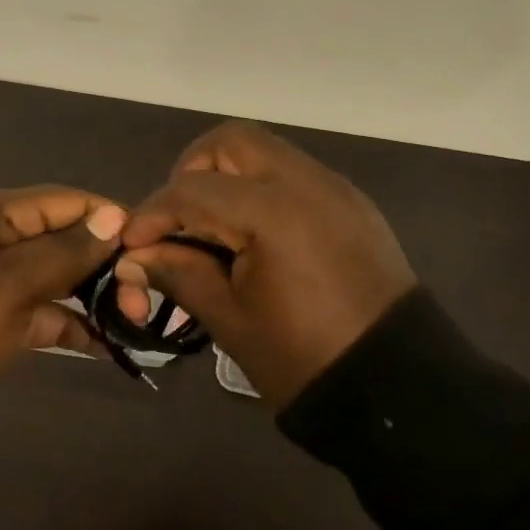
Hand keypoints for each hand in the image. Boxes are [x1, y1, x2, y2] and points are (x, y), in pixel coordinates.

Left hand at [0, 186, 127, 388]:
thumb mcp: (13, 280)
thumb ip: (68, 249)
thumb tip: (116, 215)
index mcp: (3, 213)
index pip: (72, 202)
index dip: (113, 220)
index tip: (151, 250)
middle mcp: (6, 237)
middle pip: (73, 239)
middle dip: (111, 265)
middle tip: (140, 302)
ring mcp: (6, 278)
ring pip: (65, 276)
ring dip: (100, 295)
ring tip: (134, 322)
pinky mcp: (5, 315)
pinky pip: (50, 311)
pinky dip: (76, 324)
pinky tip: (108, 345)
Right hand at [115, 123, 415, 405]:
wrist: (397, 387)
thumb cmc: (303, 359)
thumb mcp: (230, 320)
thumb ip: (179, 273)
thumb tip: (135, 255)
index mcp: (272, 213)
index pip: (191, 191)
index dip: (151, 215)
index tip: (132, 244)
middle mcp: (305, 182)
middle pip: (230, 142)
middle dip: (192, 172)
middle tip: (179, 219)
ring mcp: (334, 187)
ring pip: (265, 151)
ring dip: (228, 175)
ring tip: (214, 226)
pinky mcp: (351, 202)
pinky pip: (294, 172)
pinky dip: (262, 188)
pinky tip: (256, 234)